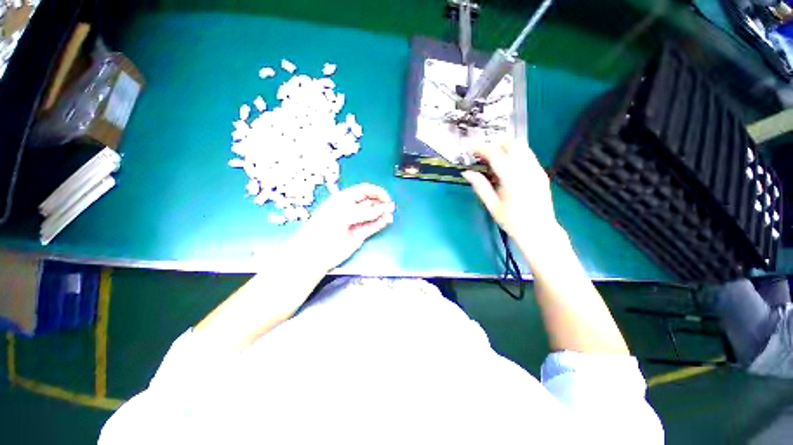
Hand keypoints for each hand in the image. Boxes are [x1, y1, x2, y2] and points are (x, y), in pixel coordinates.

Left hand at [296, 183, 395, 270]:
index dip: (376, 192)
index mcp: (344, 199)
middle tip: (390, 207)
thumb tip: (384, 208)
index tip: (386, 197)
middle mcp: (351, 209)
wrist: (316, 253)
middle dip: (381, 203)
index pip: (363, 190)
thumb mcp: (344, 215)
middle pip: (370, 202)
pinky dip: (380, 223)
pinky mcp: (360, 234)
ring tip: (390, 215)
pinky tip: (387, 220)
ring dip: (382, 213)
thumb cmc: (324, 228)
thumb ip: (365, 212)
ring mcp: (356, 222)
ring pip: (373, 215)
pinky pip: (373, 226)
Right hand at [461, 141, 557, 244]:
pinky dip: (515, 154)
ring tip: (493, 159)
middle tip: (482, 153)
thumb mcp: (492, 205)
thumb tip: (466, 172)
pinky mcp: (542, 173)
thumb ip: (480, 186)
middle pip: (512, 144)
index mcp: (513, 179)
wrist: (538, 230)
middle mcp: (527, 169)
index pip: (496, 155)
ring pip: (522, 147)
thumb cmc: (511, 220)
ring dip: (506, 147)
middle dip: (495, 144)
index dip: (482, 148)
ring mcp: (537, 170)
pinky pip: (527, 155)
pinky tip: (507, 167)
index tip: (471, 148)